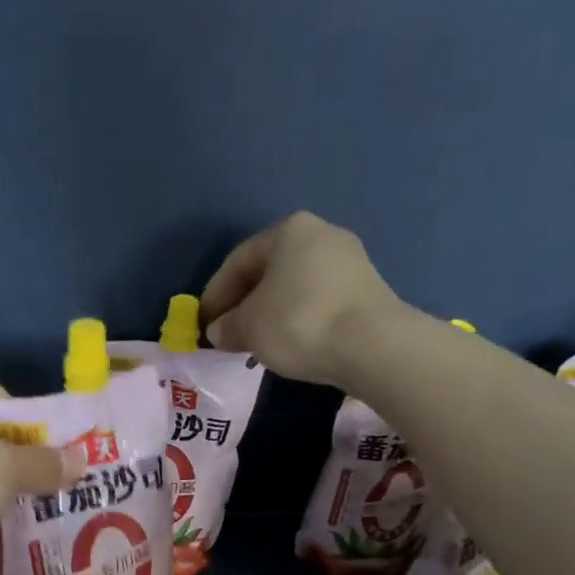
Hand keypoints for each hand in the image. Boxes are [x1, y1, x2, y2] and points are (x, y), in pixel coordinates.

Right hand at [199, 212, 403, 386]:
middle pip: (268, 271)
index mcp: (288, 230)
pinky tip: (289, 343)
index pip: (238, 261)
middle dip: (244, 303)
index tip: (204, 324)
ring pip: (293, 287)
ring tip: (256, 343)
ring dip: (270, 313)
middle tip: (228, 334)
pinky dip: (296, 319)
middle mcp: (320, 234)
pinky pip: (317, 301)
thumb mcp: (248, 327)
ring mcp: (348, 260)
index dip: (215, 294)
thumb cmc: (298, 322)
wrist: (371, 345)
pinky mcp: (366, 289)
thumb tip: (220, 330)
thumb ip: (227, 326)